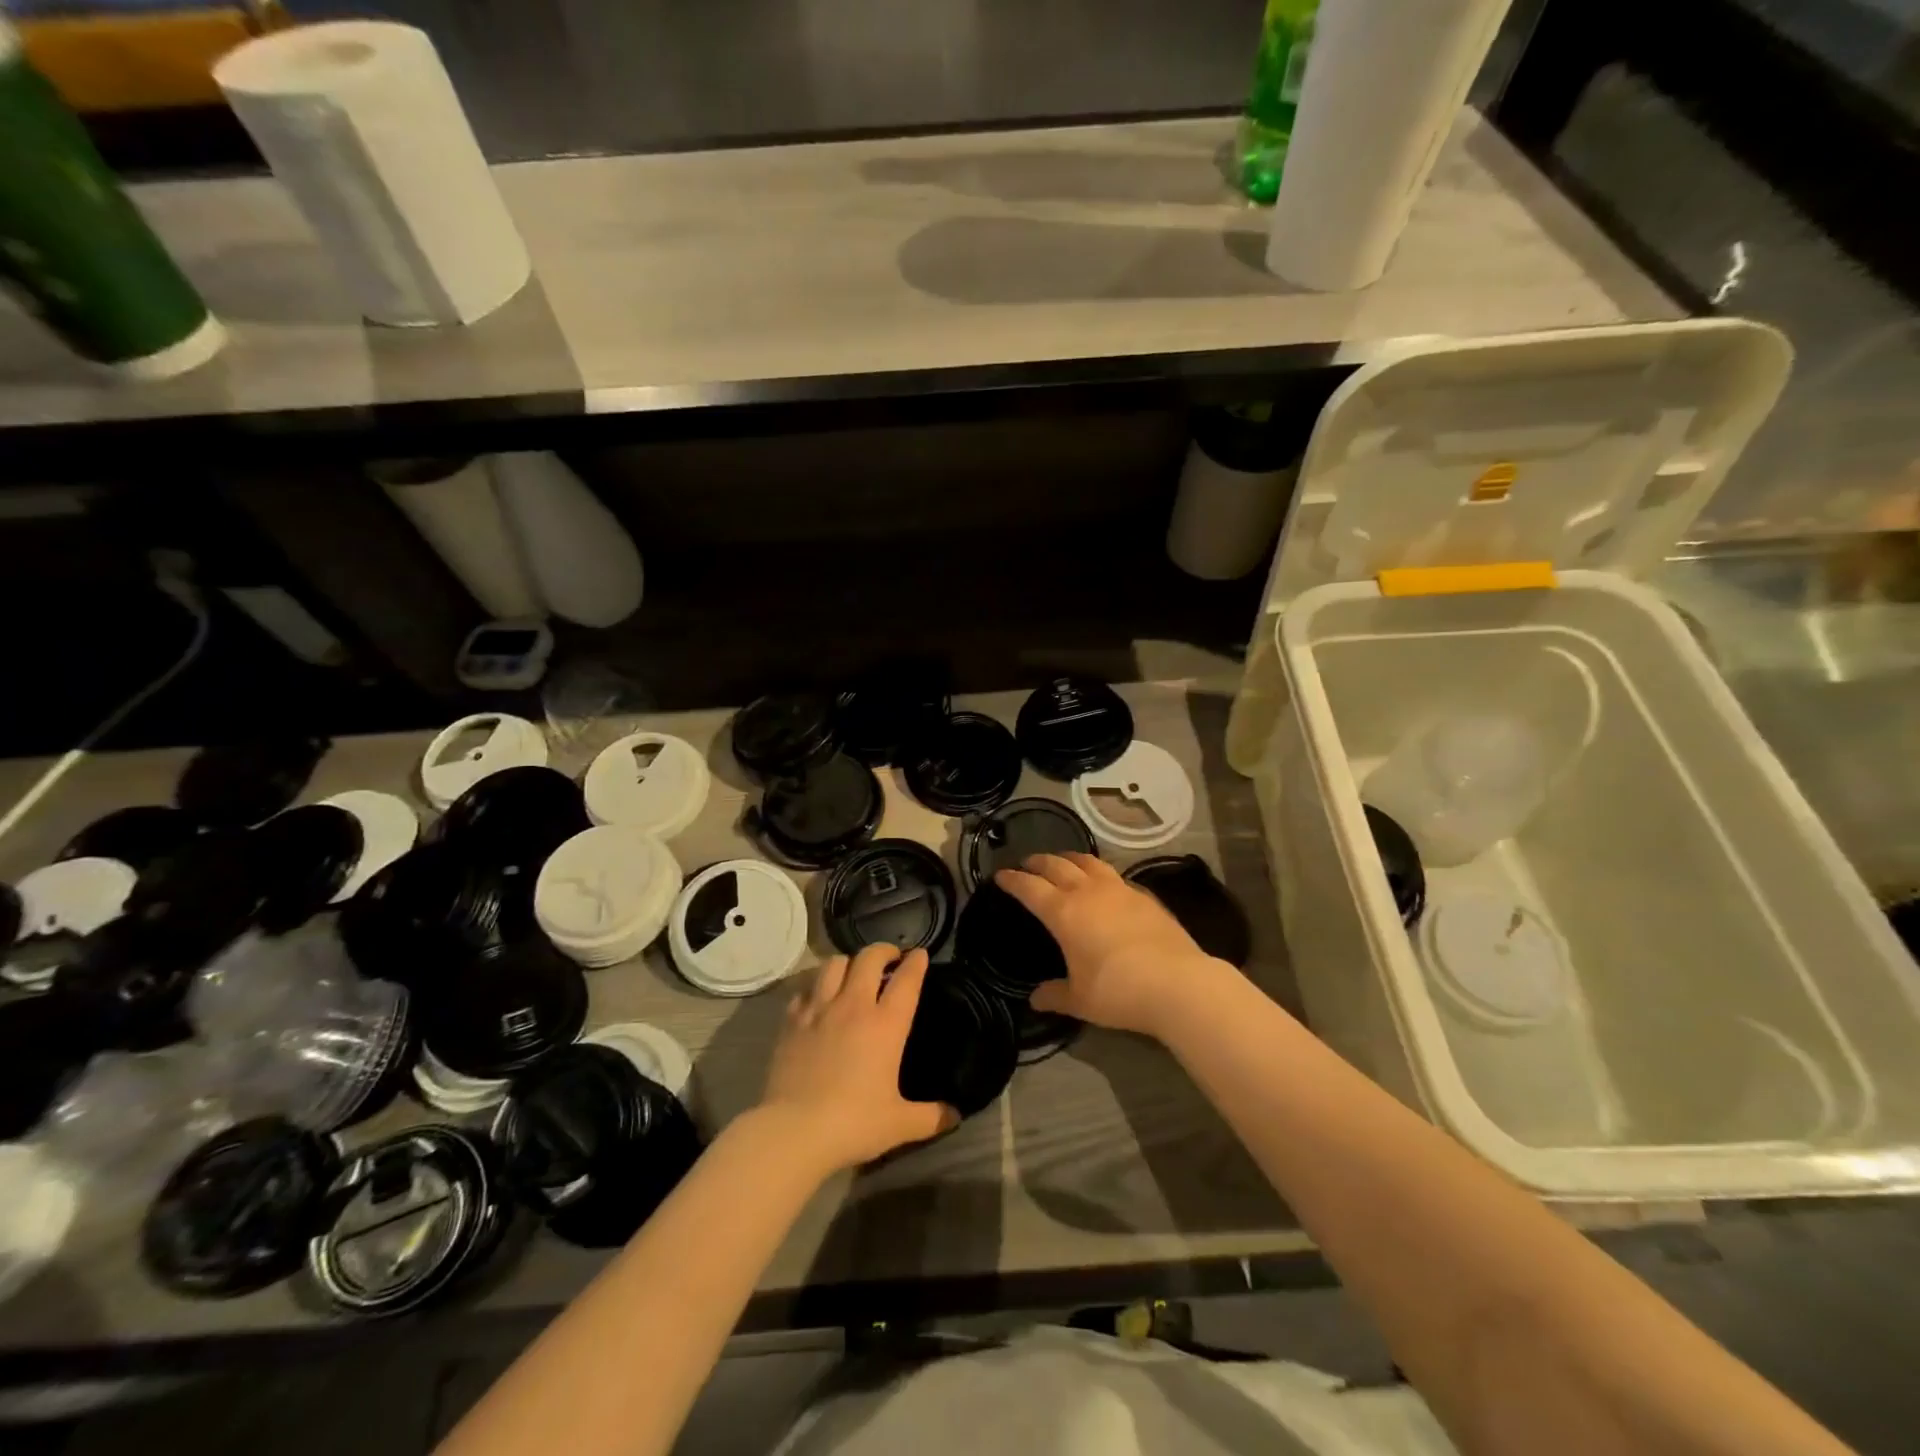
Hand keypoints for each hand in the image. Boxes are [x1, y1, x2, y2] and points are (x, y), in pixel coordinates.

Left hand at [760, 944, 956, 1172]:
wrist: (793, 1130)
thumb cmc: (853, 1123)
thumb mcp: (899, 1124)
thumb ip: (931, 1117)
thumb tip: (955, 1115)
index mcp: (886, 1024)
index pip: (906, 979)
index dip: (916, 962)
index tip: (919, 954)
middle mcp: (854, 1006)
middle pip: (869, 958)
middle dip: (883, 951)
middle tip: (889, 959)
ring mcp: (819, 1009)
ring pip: (834, 963)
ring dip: (848, 963)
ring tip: (853, 973)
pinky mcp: (792, 1020)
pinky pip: (805, 988)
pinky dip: (816, 986)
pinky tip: (818, 998)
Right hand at [995, 853, 1233, 1037]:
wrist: (1178, 983)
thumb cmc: (1118, 991)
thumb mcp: (1080, 1000)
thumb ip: (1055, 995)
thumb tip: (1035, 999)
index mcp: (1063, 912)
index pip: (1029, 887)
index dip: (1012, 880)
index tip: (1001, 875)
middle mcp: (1088, 892)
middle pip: (1057, 865)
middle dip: (1038, 862)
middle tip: (1027, 864)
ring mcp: (1119, 889)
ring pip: (1088, 862)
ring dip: (1069, 858)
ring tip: (1063, 862)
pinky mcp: (1144, 895)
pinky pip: (1114, 875)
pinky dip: (1099, 873)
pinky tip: (1103, 883)